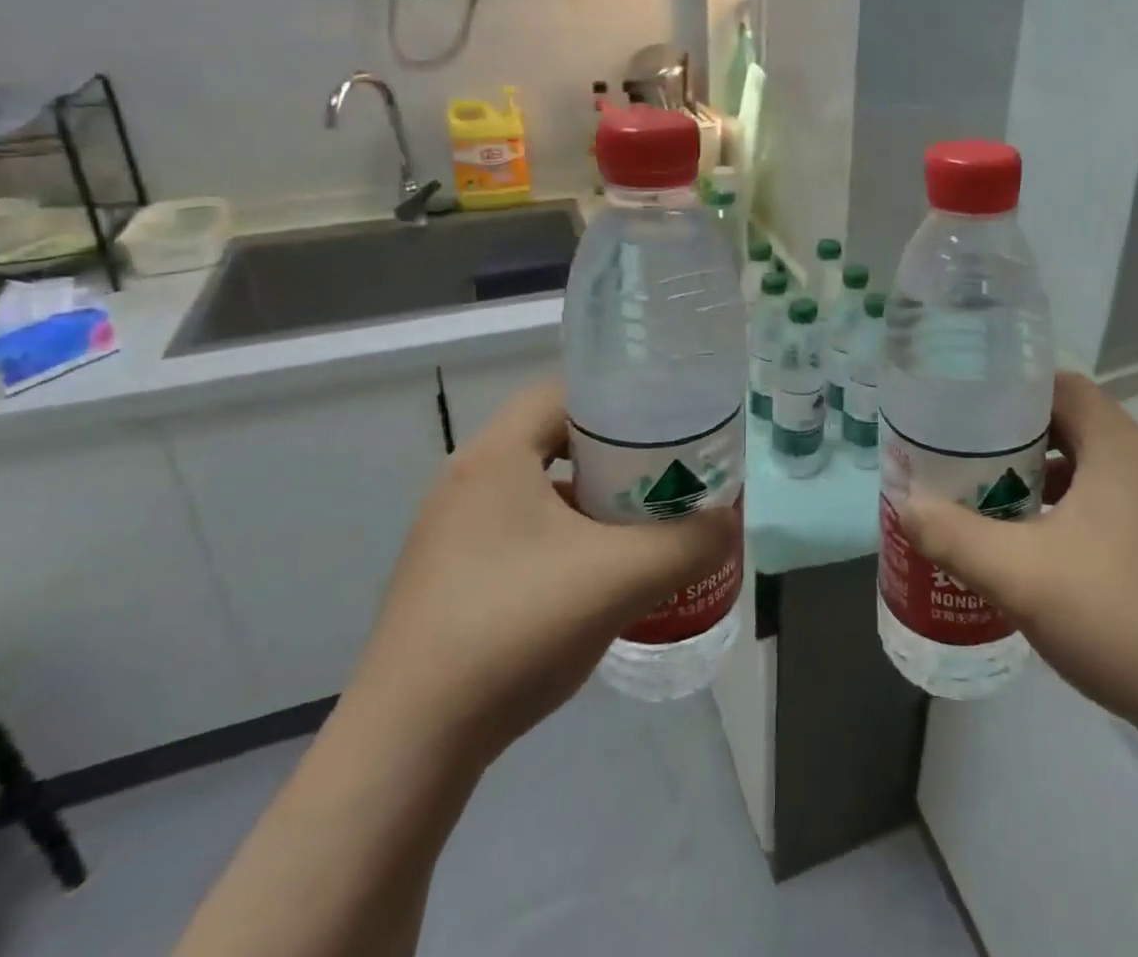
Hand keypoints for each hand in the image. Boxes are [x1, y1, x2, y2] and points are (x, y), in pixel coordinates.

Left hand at [352, 379, 734, 764]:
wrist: (410, 745)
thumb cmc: (516, 627)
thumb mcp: (621, 578)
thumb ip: (688, 543)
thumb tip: (727, 524)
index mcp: (496, 455)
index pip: (563, 391)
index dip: (617, 399)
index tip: (664, 424)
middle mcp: (466, 480)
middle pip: (553, 438)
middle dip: (612, 454)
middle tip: (662, 475)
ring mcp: (450, 532)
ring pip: (536, 491)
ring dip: (587, 501)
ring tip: (638, 526)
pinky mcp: (447, 578)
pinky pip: (517, 533)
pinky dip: (561, 539)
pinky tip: (592, 580)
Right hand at [898, 372, 1137, 736]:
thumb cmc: (1121, 617)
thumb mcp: (1019, 575)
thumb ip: (952, 535)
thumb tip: (905, 504)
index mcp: (1120, 447)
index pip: (1061, 385)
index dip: (1012, 390)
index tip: (967, 411)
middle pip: (1074, 422)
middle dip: (1018, 437)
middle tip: (969, 457)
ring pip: (1093, 465)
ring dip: (1045, 474)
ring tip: (997, 500)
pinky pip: (1113, 501)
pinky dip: (1073, 507)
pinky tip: (1044, 549)